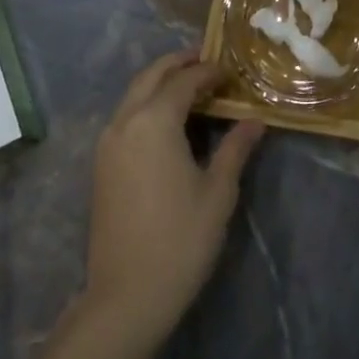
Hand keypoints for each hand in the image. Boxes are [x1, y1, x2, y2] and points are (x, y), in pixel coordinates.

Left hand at [84, 52, 264, 340]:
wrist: (125, 298)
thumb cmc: (180, 240)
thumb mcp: (218, 191)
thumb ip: (236, 148)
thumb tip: (256, 120)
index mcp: (154, 121)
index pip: (185, 79)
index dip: (210, 71)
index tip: (233, 72)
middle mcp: (125, 122)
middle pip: (151, 76)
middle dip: (179, 63)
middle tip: (208, 60)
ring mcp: (107, 144)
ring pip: (134, 94)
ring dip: (161, 82)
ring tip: (192, 87)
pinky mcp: (102, 166)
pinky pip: (126, 117)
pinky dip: (147, 104)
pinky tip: (169, 121)